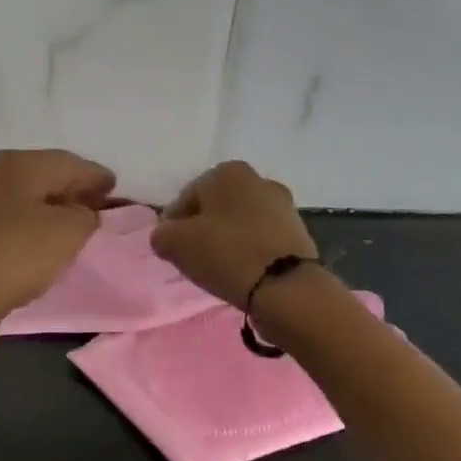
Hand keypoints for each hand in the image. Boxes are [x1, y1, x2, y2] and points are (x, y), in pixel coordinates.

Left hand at [0, 149, 116, 326]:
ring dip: (50, 204)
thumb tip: (82, 211)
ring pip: (26, 193)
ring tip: (72, 219)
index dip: (96, 176)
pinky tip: (41, 232)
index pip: (71, 163)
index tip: (114, 186)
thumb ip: (85, 215)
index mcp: (23, 163)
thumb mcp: (68, 233)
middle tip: (96, 201)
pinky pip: (11, 213)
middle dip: (72, 187)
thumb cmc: (18, 252)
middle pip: (46, 173)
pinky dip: (31, 218)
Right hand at [150, 160, 318, 309]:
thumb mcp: (175, 244)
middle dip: (202, 229)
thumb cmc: (226, 254)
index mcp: (227, 172)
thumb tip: (167, 236)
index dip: (173, 224)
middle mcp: (258, 180)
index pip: (186, 197)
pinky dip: (249, 250)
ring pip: (240, 222)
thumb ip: (162, 235)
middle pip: (215, 207)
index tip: (170, 248)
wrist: (287, 287)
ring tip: (218, 268)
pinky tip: (242, 271)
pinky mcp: (298, 232)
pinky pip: (261, 238)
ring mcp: (283, 206)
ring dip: (227, 239)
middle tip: (193, 258)